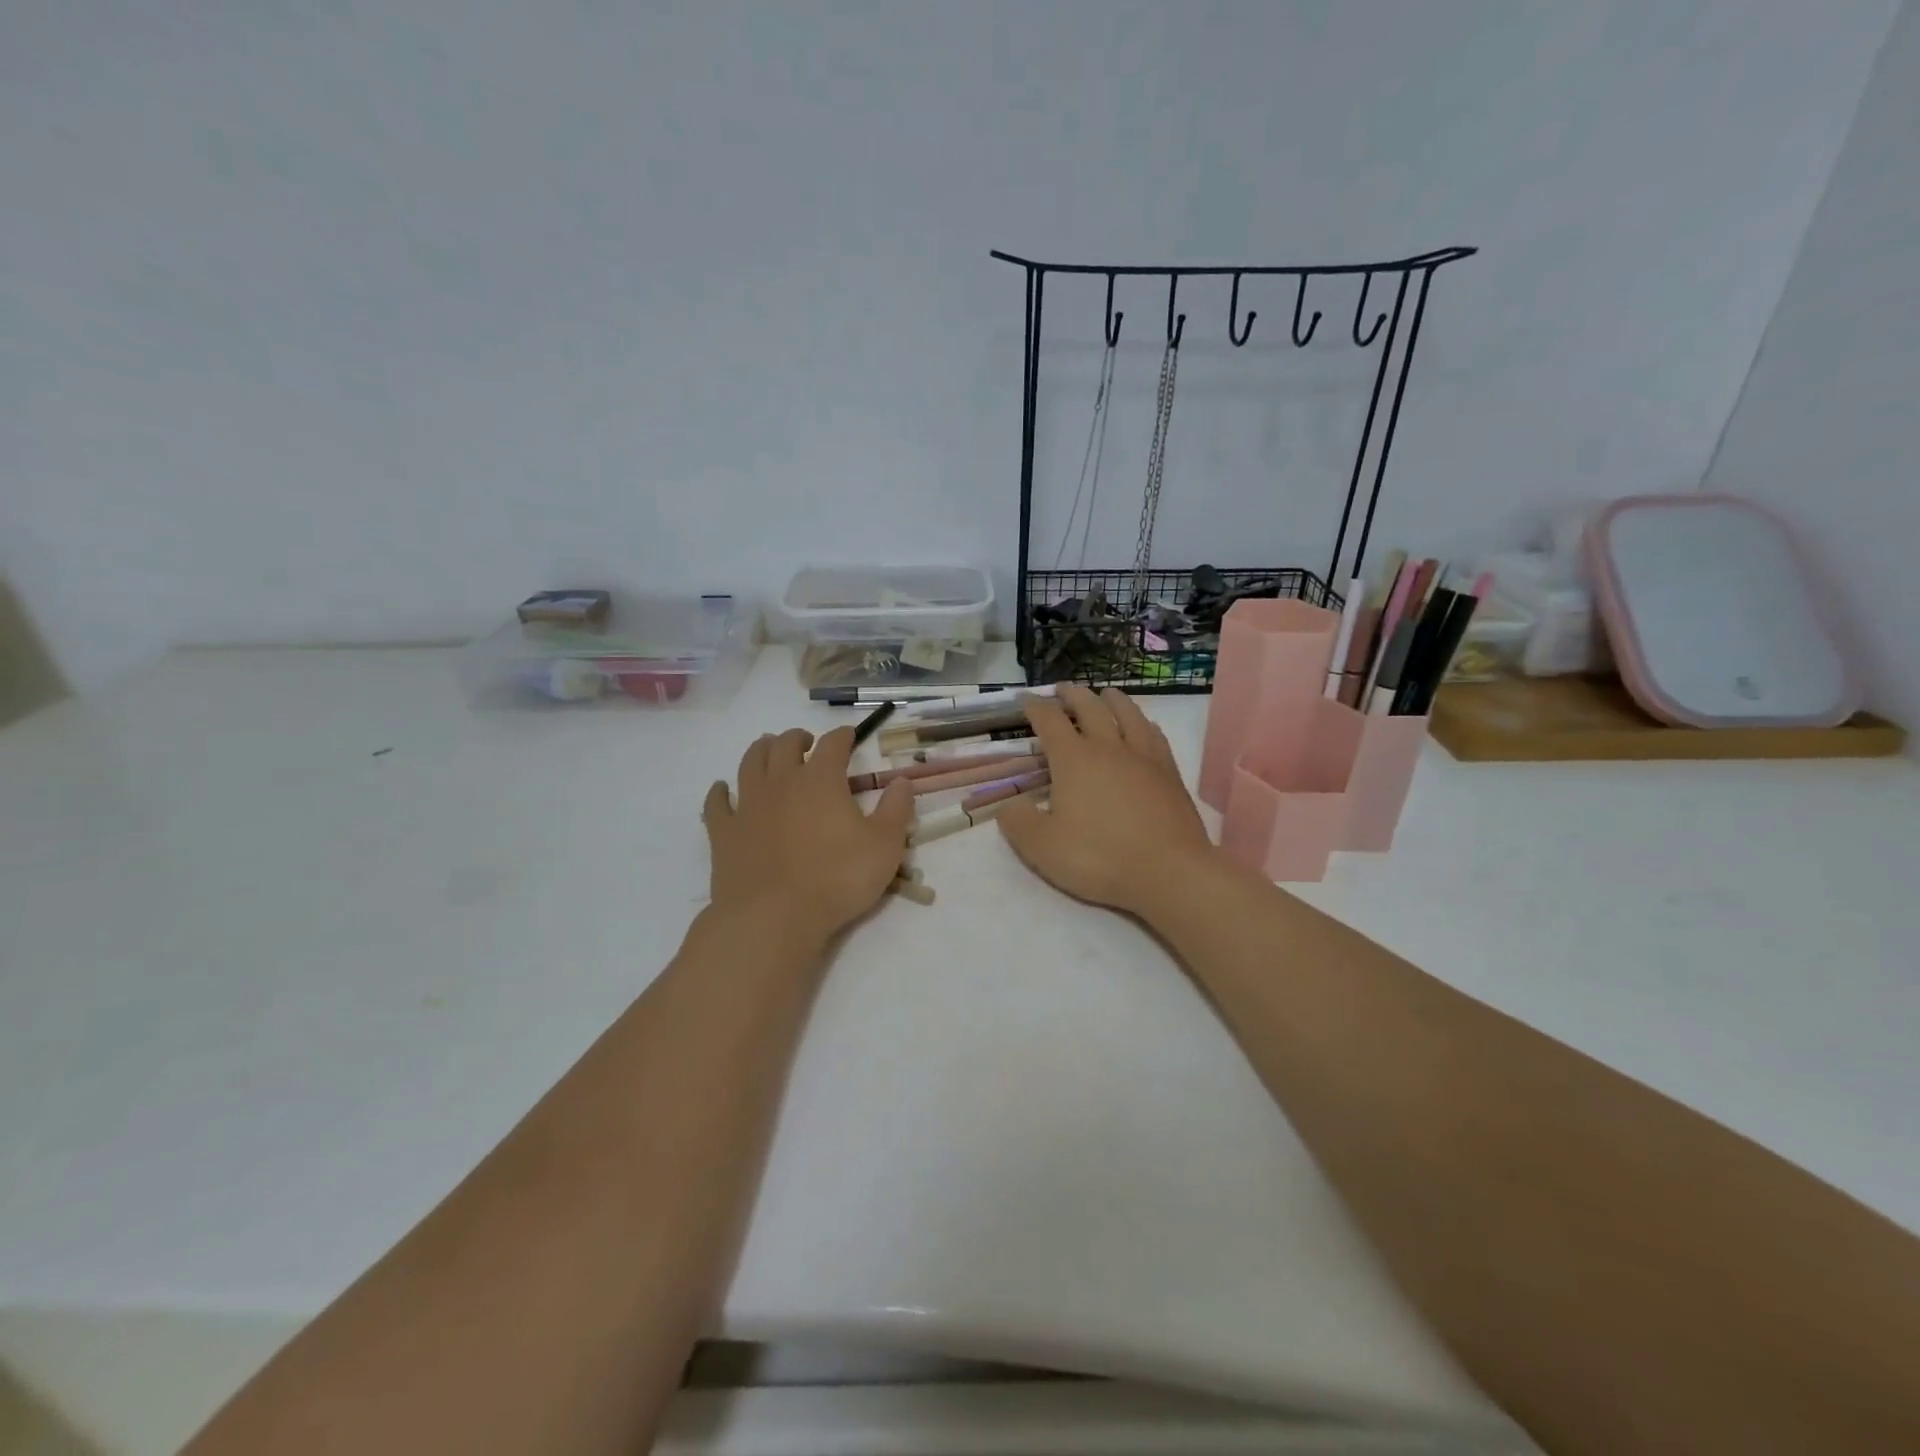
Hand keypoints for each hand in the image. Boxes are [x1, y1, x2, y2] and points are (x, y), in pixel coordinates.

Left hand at [702, 726, 914, 946]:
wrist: (773, 917)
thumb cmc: (837, 879)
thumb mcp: (885, 846)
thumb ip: (896, 809)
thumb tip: (902, 780)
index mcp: (821, 780)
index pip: (833, 744)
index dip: (842, 736)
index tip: (849, 736)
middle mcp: (781, 782)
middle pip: (786, 745)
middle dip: (798, 738)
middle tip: (807, 743)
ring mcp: (748, 805)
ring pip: (750, 763)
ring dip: (761, 751)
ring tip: (769, 749)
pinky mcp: (723, 832)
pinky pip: (717, 803)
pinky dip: (720, 792)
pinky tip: (723, 790)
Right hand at [997, 684, 1215, 916]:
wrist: (1169, 872)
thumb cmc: (1100, 858)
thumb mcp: (1042, 847)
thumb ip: (1018, 822)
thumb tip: (1008, 805)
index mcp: (1074, 760)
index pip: (1049, 721)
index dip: (1035, 707)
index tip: (1025, 700)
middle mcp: (1108, 748)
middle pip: (1089, 708)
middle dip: (1072, 695)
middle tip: (1062, 689)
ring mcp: (1143, 757)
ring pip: (1127, 714)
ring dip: (1111, 699)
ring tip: (1104, 693)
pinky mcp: (1169, 773)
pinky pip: (1154, 734)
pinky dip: (1142, 722)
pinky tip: (1143, 725)